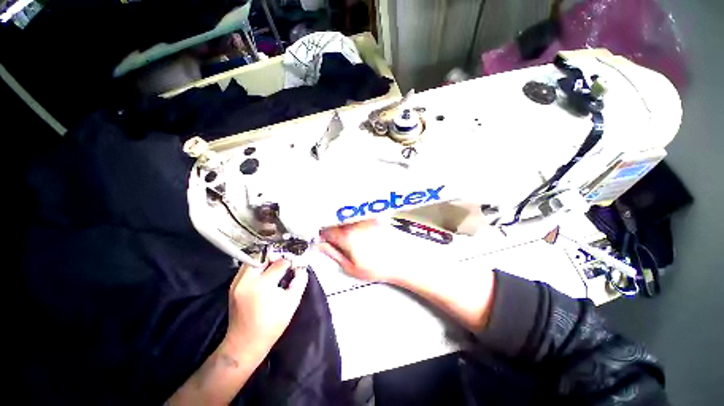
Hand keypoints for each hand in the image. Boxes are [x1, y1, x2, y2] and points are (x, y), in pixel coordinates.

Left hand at [226, 259, 308, 357]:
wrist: (245, 344)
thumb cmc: (271, 325)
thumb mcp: (292, 302)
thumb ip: (299, 281)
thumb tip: (301, 268)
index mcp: (262, 285)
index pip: (280, 263)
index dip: (290, 261)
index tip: (296, 264)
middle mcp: (247, 280)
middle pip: (263, 255)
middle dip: (276, 257)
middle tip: (285, 263)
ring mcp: (237, 282)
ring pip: (253, 259)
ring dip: (266, 260)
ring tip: (275, 268)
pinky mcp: (233, 285)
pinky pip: (247, 267)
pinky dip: (258, 266)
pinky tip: (265, 275)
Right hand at [319, 220, 494, 331]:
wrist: (402, 260)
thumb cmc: (377, 268)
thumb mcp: (351, 267)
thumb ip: (333, 253)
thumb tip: (319, 244)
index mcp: (347, 236)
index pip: (325, 229)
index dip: (319, 233)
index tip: (318, 236)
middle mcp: (355, 222)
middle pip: (334, 219)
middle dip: (329, 224)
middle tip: (328, 233)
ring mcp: (365, 217)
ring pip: (345, 214)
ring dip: (339, 219)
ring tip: (341, 228)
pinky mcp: (373, 215)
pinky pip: (356, 213)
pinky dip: (350, 216)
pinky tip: (353, 224)